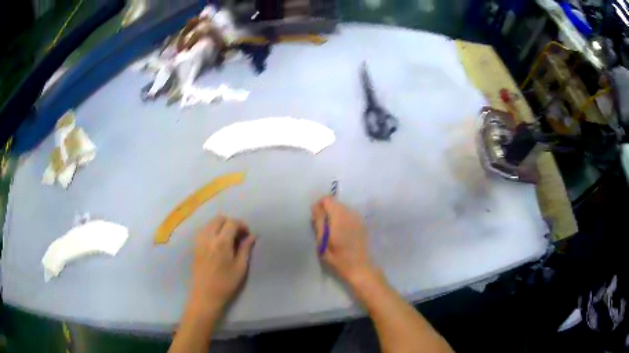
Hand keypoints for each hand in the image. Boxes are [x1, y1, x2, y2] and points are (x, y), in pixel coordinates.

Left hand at [189, 215, 255, 313]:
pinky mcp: (195, 245)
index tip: (247, 234)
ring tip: (229, 238)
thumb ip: (245, 249)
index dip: (241, 225)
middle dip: (230, 222)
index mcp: (221, 242)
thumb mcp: (240, 267)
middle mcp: (208, 237)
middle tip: (239, 235)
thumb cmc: (226, 283)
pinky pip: (204, 230)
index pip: (231, 222)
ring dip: (221, 225)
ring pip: (210, 223)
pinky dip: (212, 230)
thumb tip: (252, 236)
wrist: (205, 295)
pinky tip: (218, 242)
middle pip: (219, 218)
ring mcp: (199, 240)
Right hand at [311, 197, 376, 283]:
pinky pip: (349, 215)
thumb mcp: (322, 242)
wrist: (360, 267)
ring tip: (332, 232)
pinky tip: (342, 234)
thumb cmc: (338, 258)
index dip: (319, 206)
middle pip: (335, 203)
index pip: (327, 199)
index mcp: (339, 216)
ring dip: (335, 216)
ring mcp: (358, 218)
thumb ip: (319, 222)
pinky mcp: (362, 223)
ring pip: (342, 208)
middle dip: (327, 211)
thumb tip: (315, 206)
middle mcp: (350, 213)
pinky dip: (343, 220)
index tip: (316, 219)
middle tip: (322, 228)